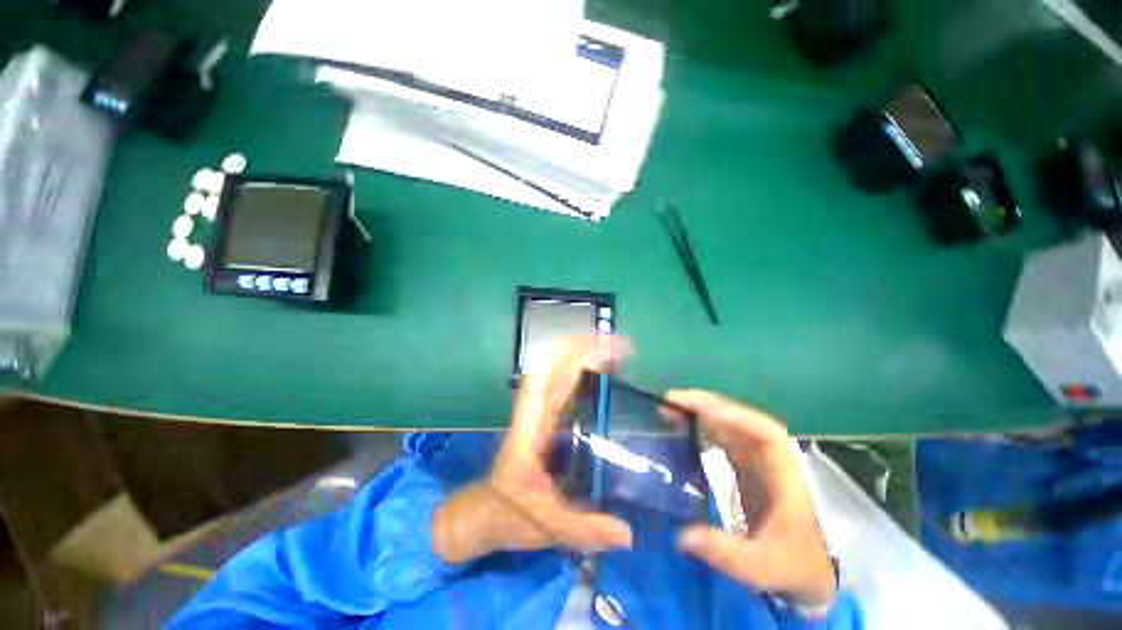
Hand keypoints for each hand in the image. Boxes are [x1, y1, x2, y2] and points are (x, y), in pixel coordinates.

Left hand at [432, 337, 632, 563]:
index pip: (542, 380)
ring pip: (558, 373)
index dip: (567, 358)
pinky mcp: (547, 420)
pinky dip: (582, 373)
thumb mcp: (547, 528)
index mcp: (529, 431)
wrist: (486, 514)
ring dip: (582, 356)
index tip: (599, 349)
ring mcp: (540, 414)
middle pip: (553, 368)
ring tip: (615, 352)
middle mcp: (534, 415)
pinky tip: (603, 374)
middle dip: (583, 350)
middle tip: (619, 346)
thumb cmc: (509, 516)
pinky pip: (564, 388)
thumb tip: (629, 533)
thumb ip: (586, 531)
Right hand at [665, 390, 836, 606]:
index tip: (700, 408)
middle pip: (741, 421)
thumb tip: (681, 535)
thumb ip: (724, 552)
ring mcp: (759, 460)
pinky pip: (724, 437)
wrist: (808, 569)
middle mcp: (771, 460)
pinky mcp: (747, 465)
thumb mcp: (760, 566)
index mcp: (783, 477)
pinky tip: (684, 428)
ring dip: (702, 413)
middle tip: (673, 401)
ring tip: (672, 409)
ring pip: (731, 425)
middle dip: (707, 406)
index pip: (765, 433)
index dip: (733, 415)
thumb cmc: (790, 564)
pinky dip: (704, 427)